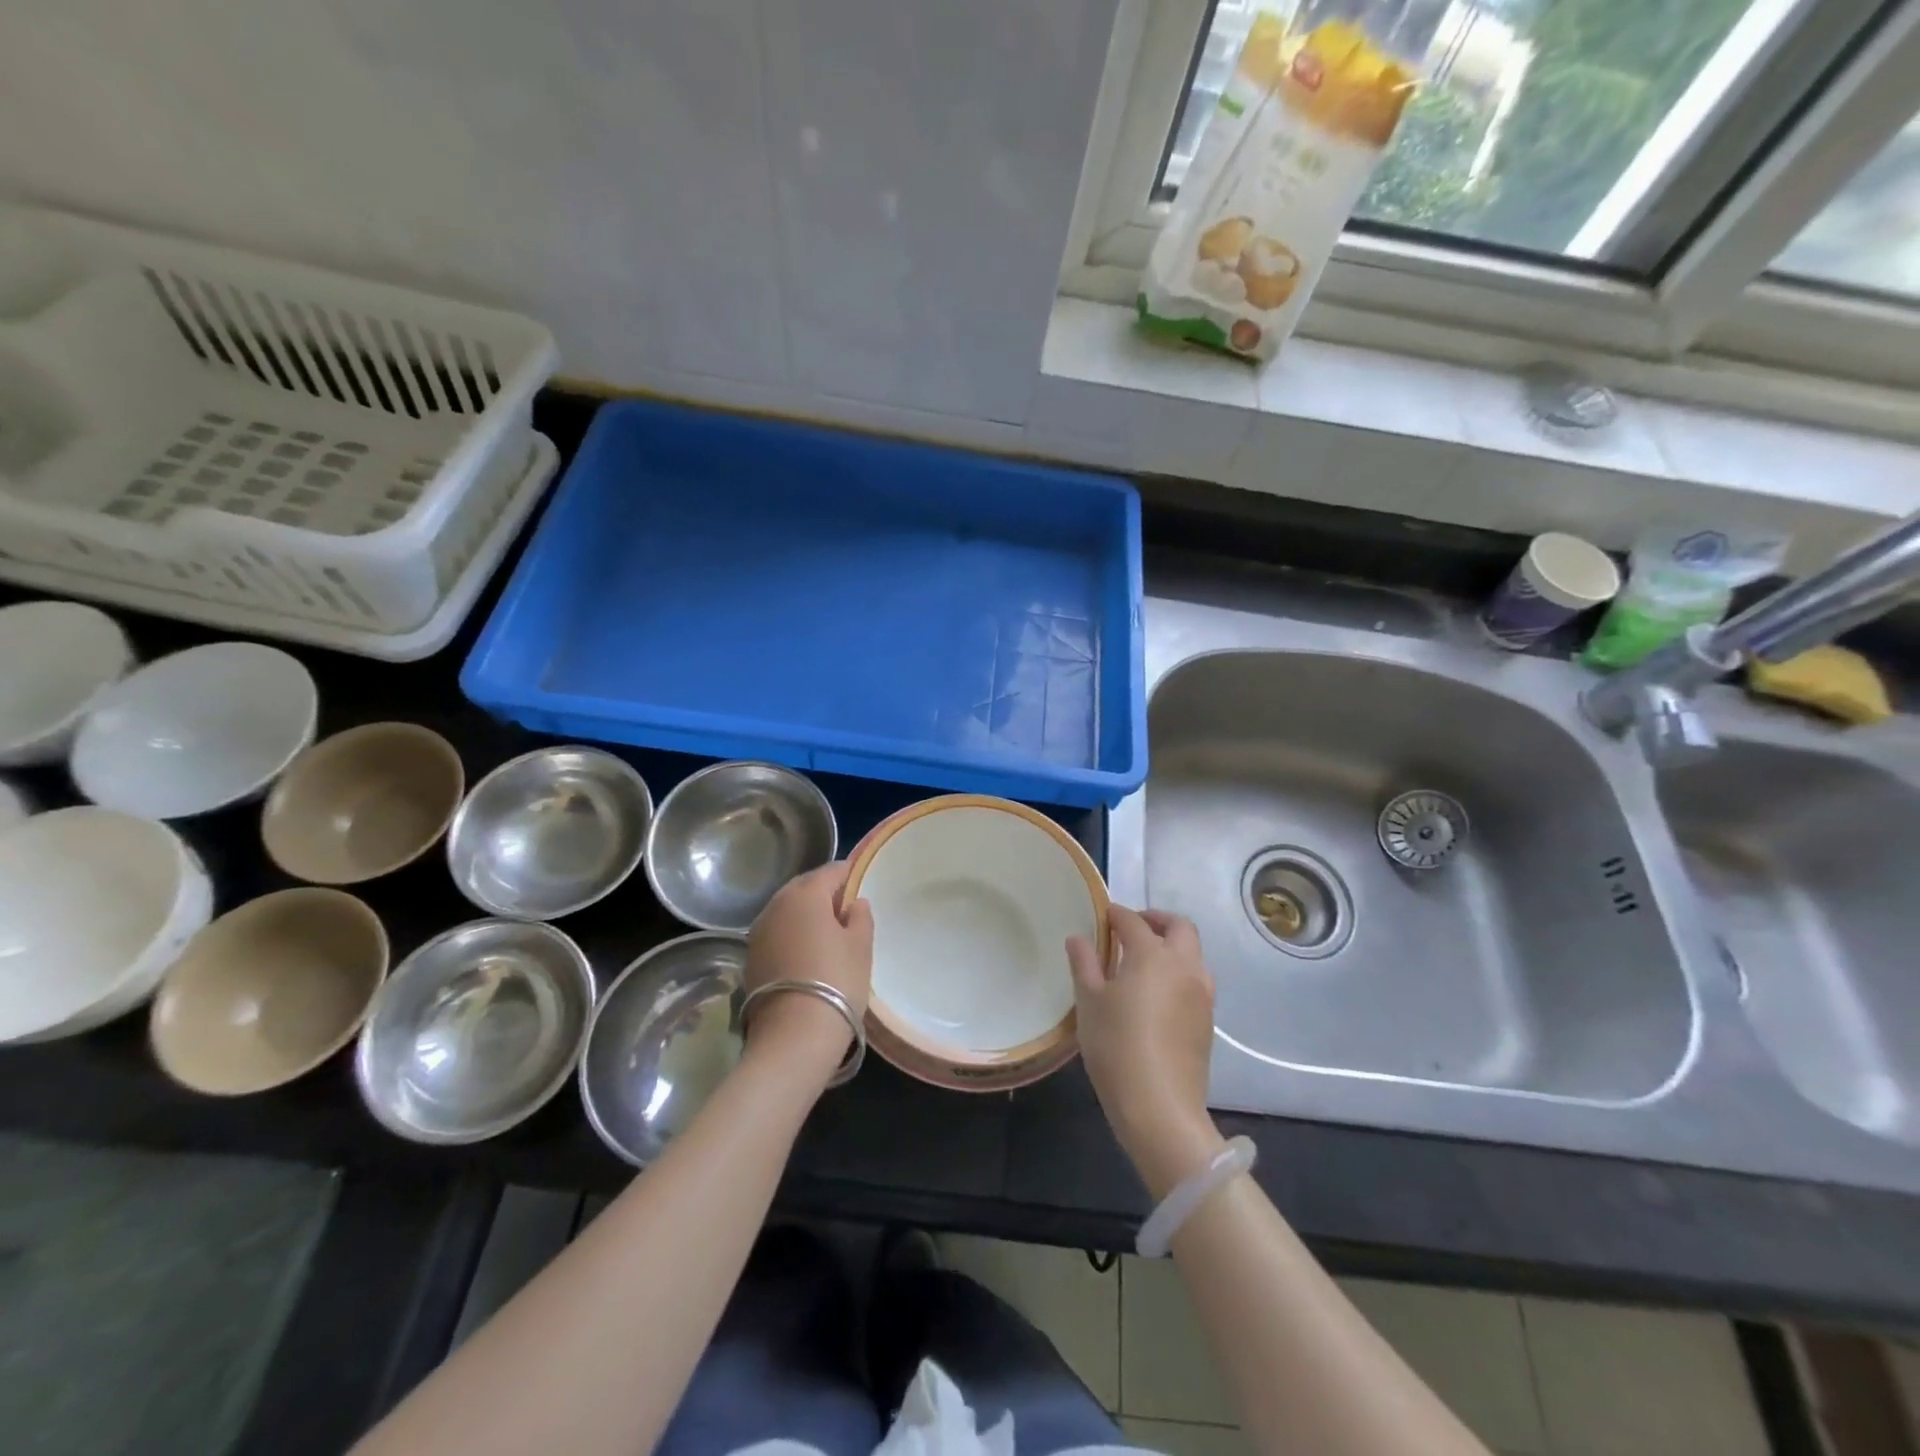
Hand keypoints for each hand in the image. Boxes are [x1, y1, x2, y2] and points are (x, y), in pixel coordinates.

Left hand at [745, 861, 873, 1075]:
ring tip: (827, 935)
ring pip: (787, 911)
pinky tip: (806, 954)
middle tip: (846, 912)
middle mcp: (776, 905)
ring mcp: (758, 932)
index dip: (848, 876)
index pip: (831, 871)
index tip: (861, 886)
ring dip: (805, 916)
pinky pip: (777, 934)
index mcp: (805, 894)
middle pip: (804, 888)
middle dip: (824, 894)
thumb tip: (854, 903)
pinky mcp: (750, 958)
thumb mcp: (861, 946)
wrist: (793, 1035)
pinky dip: (791, 936)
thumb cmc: (837, 980)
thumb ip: (860, 917)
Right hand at [1067, 905, 1225, 1198]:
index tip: (1103, 916)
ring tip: (1145, 960)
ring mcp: (1202, 993)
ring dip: (1173, 945)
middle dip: (1157, 920)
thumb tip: (1078, 938)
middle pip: (1179, 927)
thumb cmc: (1116, 1047)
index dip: (1116, 915)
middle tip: (1133, 928)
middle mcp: (1184, 966)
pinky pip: (1196, 979)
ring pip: (1193, 953)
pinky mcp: (1207, 1019)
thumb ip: (1084, 964)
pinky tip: (1158, 992)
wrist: (1160, 1106)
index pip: (1133, 922)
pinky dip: (1179, 971)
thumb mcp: (1089, 1003)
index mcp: (1152, 955)